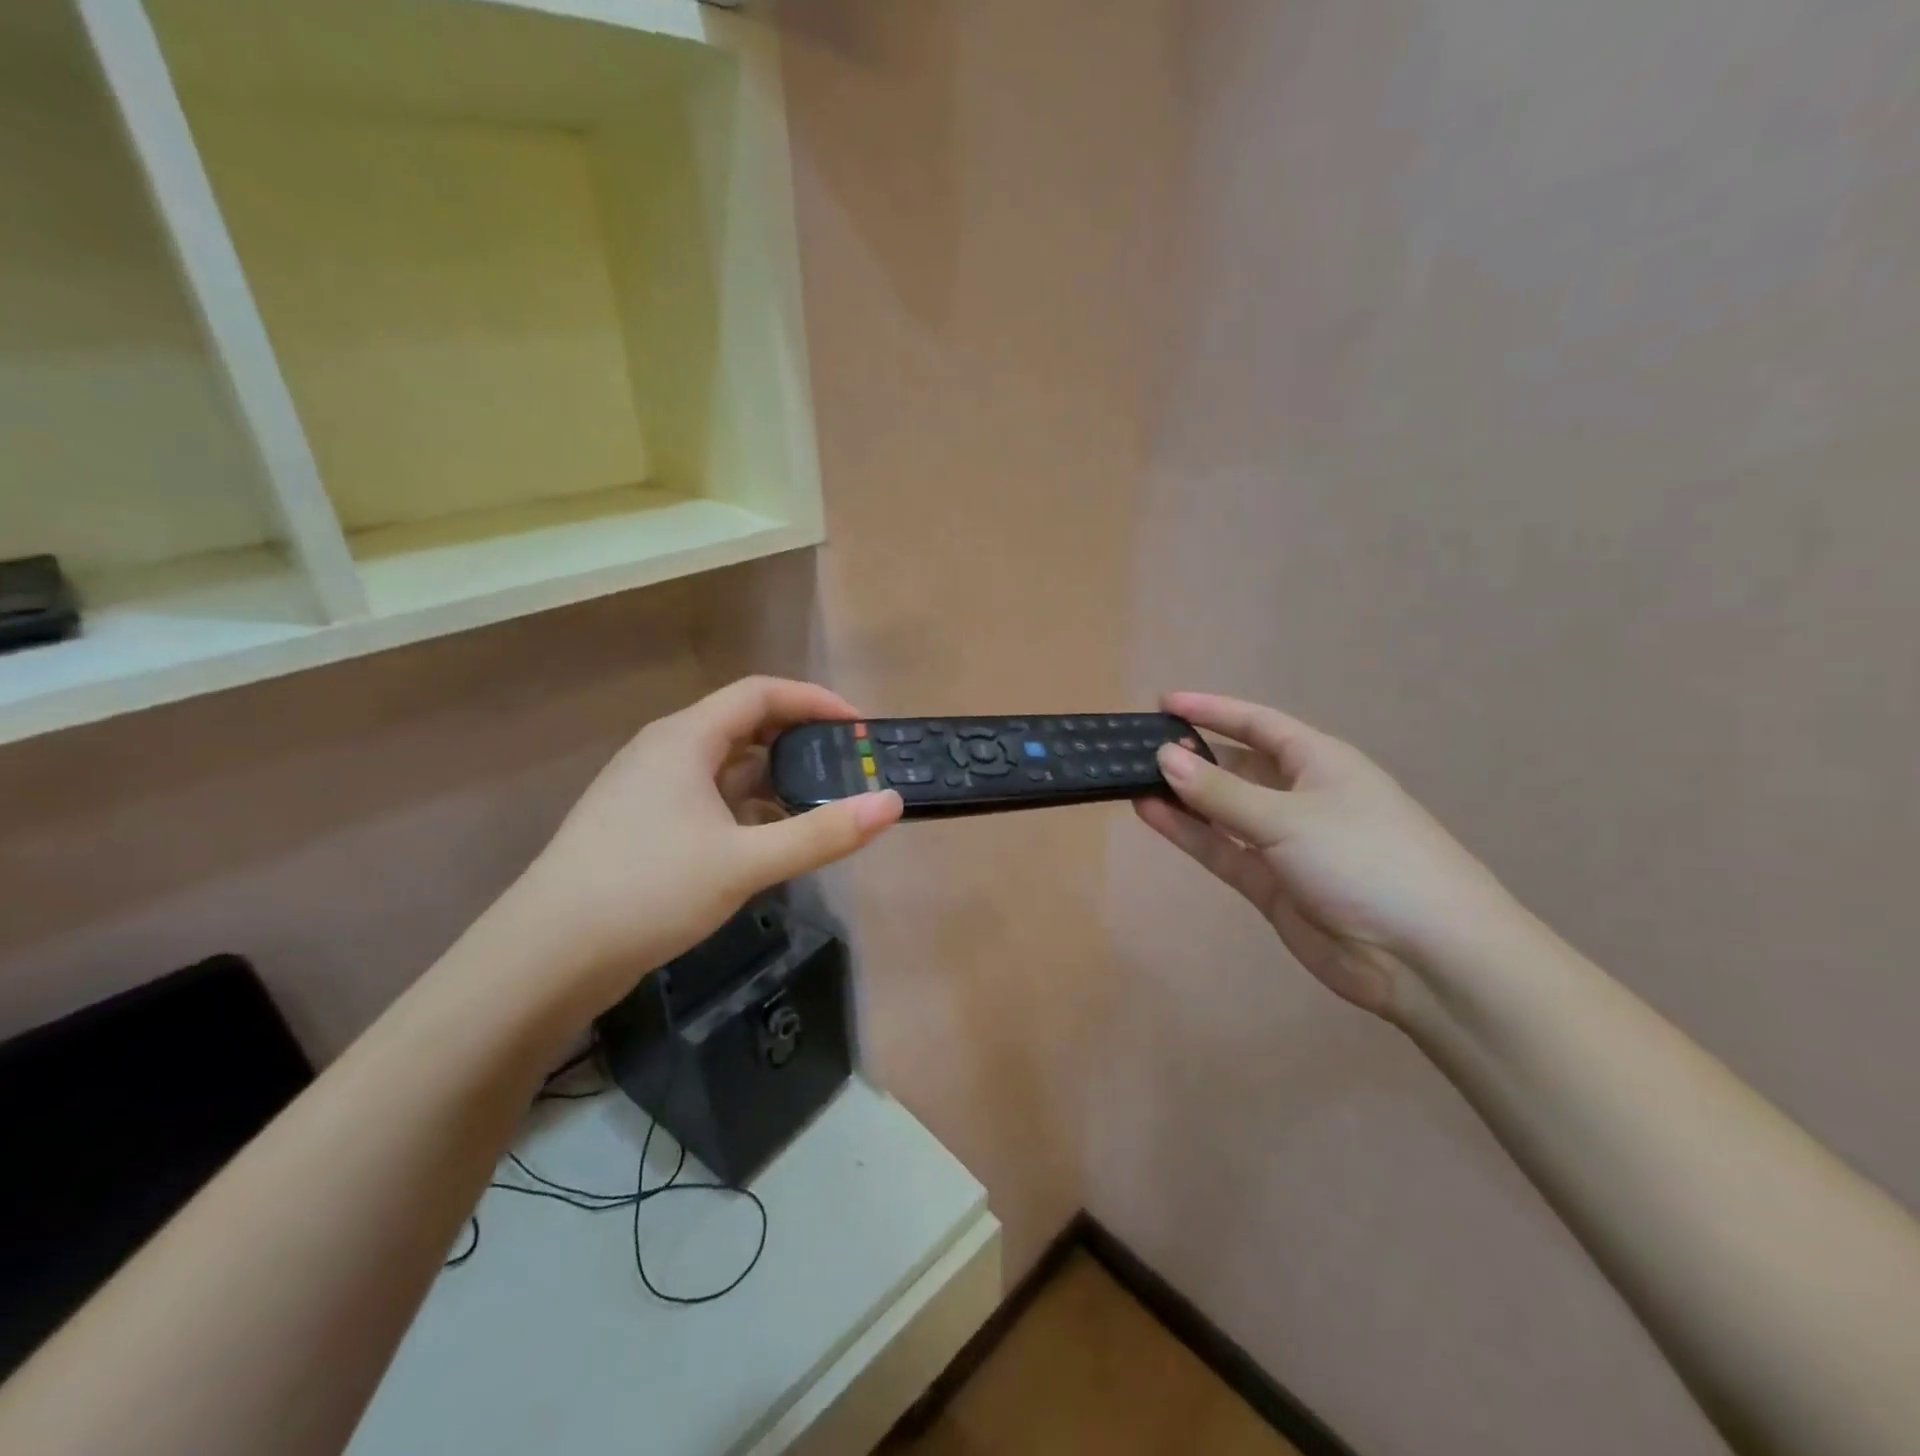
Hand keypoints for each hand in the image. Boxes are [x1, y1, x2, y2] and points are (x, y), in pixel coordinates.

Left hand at [501, 677, 900, 1015]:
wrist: (546, 958)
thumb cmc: (647, 891)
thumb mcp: (745, 863)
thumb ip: (822, 834)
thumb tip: (891, 804)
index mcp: (684, 739)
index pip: (760, 693)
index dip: (814, 701)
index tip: (859, 728)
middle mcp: (665, 751)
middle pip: (743, 725)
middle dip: (799, 740)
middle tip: (846, 766)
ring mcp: (649, 790)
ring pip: (724, 766)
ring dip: (773, 777)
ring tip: (819, 803)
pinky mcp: (642, 826)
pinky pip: (708, 799)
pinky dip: (746, 808)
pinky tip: (770, 841)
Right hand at [1135, 692, 1517, 1015]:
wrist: (1423, 956)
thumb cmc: (1364, 859)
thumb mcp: (1288, 817)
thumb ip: (1220, 791)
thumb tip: (1165, 757)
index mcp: (1320, 762)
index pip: (1257, 724)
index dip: (1213, 710)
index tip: (1164, 703)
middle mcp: (1301, 796)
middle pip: (1237, 766)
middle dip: (1193, 756)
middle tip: (1137, 750)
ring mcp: (1285, 842)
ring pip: (1223, 810)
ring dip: (1183, 796)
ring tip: (1132, 780)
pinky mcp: (1271, 885)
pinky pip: (1221, 849)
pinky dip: (1189, 833)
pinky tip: (1150, 814)